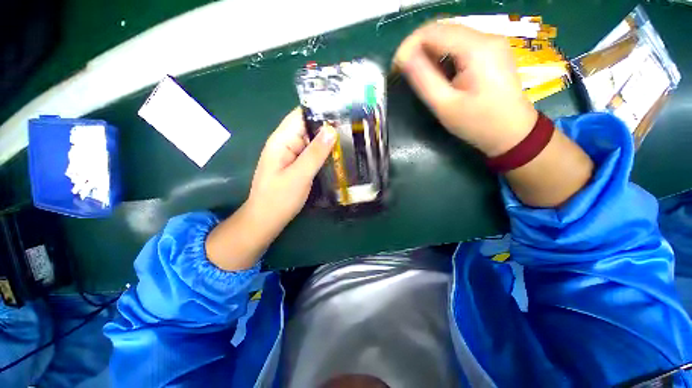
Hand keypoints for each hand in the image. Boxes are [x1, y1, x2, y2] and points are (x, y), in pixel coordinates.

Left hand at [205, 108, 335, 270]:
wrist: (267, 219)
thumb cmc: (279, 198)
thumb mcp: (299, 175)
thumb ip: (315, 153)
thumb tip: (331, 129)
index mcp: (282, 140)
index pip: (301, 115)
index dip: (320, 110)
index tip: (343, 110)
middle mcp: (287, 143)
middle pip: (309, 127)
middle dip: (328, 126)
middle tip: (353, 127)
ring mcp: (292, 155)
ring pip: (313, 141)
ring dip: (329, 141)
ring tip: (351, 139)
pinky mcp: (298, 165)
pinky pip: (313, 154)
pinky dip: (325, 153)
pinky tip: (339, 155)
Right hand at [394, 23, 537, 156]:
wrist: (512, 132)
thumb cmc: (477, 123)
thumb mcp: (445, 105)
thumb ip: (423, 79)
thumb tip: (403, 58)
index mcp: (476, 48)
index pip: (433, 31)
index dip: (409, 46)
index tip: (396, 68)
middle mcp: (486, 35)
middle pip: (442, 29)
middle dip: (417, 47)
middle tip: (405, 72)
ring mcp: (491, 41)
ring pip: (450, 35)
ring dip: (429, 52)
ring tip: (420, 75)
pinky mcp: (491, 50)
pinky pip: (460, 44)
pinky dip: (443, 54)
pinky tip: (438, 72)